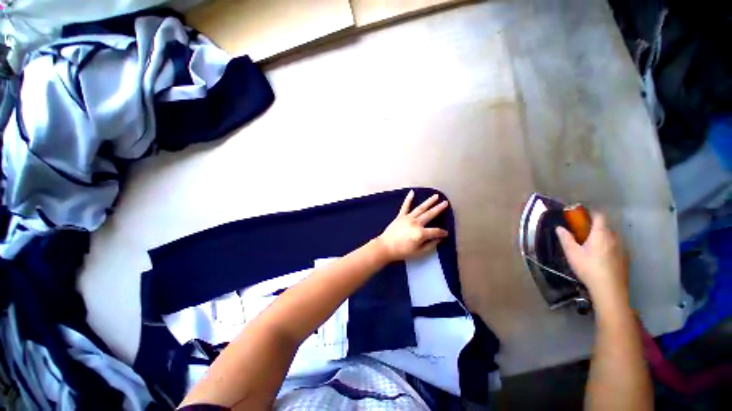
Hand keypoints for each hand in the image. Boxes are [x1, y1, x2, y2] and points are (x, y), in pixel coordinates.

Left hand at [378, 191, 448, 260]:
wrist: (385, 247)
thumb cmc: (402, 251)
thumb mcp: (419, 252)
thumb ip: (430, 245)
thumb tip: (439, 239)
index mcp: (421, 233)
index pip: (435, 231)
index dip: (442, 233)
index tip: (446, 233)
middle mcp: (416, 223)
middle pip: (430, 214)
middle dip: (439, 209)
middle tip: (446, 202)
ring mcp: (408, 218)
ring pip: (420, 208)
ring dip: (429, 202)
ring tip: (436, 196)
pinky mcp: (400, 216)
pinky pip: (405, 206)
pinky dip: (408, 199)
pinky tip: (412, 192)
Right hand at [555, 213, 629, 309]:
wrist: (610, 290)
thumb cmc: (589, 268)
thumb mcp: (572, 253)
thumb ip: (566, 239)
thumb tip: (559, 228)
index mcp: (601, 234)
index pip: (599, 216)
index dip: (591, 213)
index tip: (581, 215)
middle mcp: (614, 238)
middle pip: (606, 226)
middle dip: (595, 227)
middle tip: (582, 233)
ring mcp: (622, 248)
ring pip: (611, 237)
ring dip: (602, 237)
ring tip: (591, 246)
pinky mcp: (625, 258)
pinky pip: (616, 247)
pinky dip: (608, 247)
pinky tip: (601, 258)